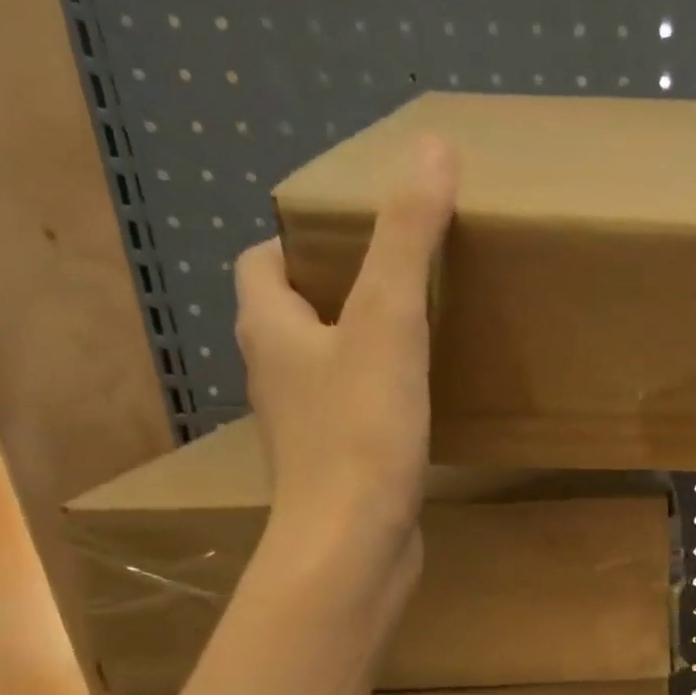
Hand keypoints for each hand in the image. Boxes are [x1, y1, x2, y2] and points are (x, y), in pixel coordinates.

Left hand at [232, 136, 457, 556]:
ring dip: (359, 352)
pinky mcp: (336, 471)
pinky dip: (378, 404)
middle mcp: (275, 376)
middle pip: (294, 317)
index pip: (262, 264)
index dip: (300, 243)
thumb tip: (432, 147)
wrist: (352, 547)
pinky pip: (352, 418)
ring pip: (324, 371)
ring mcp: (304, 430)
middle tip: (398, 285)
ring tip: (417, 342)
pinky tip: (420, 411)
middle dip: (337, 295)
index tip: (354, 240)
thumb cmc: (360, 433)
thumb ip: (407, 239)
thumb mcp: (389, 323)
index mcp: (270, 329)